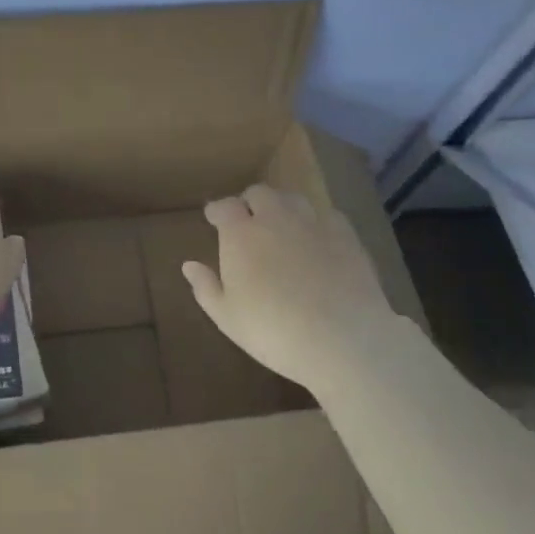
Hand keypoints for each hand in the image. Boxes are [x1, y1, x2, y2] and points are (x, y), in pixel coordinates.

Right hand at [181, 184, 391, 392]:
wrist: (343, 340)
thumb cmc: (273, 331)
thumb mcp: (227, 317)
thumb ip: (205, 287)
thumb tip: (188, 265)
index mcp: (240, 234)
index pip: (224, 206)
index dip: (218, 210)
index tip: (214, 218)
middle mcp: (275, 218)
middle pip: (259, 193)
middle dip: (250, 202)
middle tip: (248, 221)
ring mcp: (312, 224)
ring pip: (293, 199)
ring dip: (282, 207)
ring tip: (282, 225)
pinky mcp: (346, 236)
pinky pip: (327, 215)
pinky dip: (316, 222)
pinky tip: (318, 239)